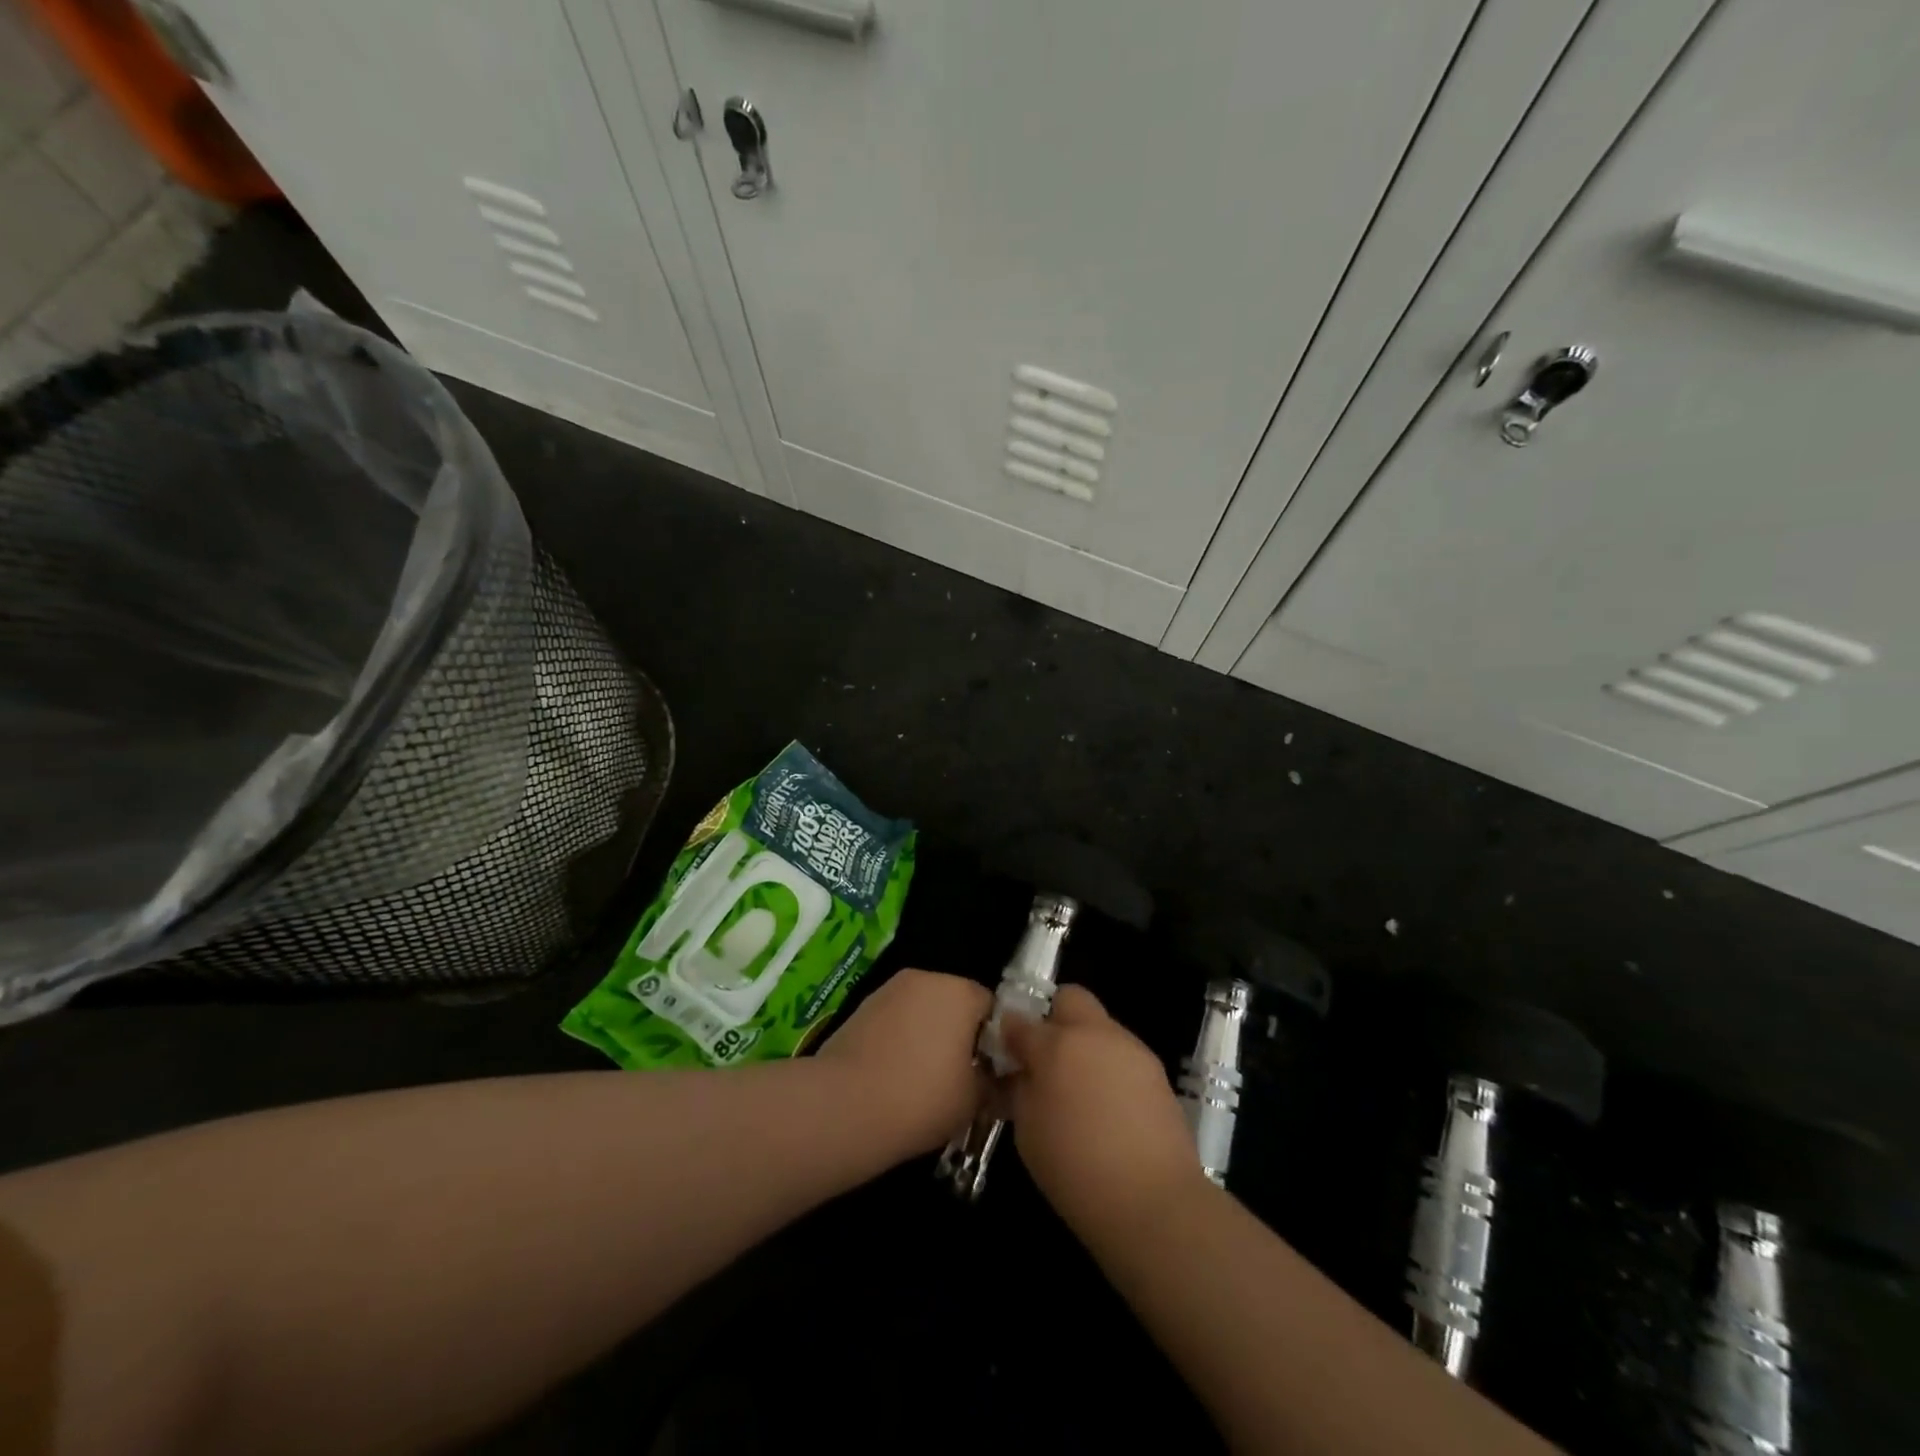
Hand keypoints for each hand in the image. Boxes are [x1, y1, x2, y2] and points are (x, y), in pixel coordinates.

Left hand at [818, 968, 992, 1155]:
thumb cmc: (922, 1098)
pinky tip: (893, 1075)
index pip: (990, 1006)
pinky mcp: (860, 1007)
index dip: (994, 1039)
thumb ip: (992, 1082)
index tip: (988, 1071)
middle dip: (958, 1034)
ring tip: (922, 1079)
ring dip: (927, 1035)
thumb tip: (993, 1078)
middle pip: (953, 1002)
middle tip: (958, 1076)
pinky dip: (899, 1040)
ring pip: (921, 1010)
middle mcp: (925, 978)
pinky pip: (894, 1021)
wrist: (844, 1106)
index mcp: (960, 991)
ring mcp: (888, 990)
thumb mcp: (973, 1101)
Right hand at [999, 985, 1206, 1230]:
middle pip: (1069, 999)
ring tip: (1081, 1090)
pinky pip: (1122, 1053)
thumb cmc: (1076, 1170)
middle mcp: (1094, 1034)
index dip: (1009, 1034)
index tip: (1007, 1054)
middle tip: (1047, 1059)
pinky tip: (1109, 1106)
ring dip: (1084, 1044)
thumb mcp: (1028, 1132)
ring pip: (1099, 1026)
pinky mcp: (1156, 1069)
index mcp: (1056, 1045)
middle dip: (1054, 1018)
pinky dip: (1109, 1067)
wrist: (1153, 1202)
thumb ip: (1021, 1089)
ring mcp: (1130, 1048)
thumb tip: (1020, 1071)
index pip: (1019, 1021)